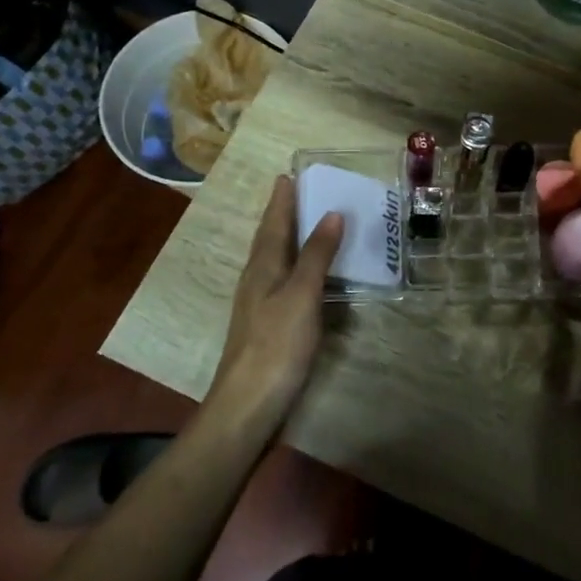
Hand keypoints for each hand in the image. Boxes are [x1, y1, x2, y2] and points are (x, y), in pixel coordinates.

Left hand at [207, 176, 343, 424]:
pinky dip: (296, 266)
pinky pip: (283, 281)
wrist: (248, 405)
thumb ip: (317, 256)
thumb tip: (332, 213)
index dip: (281, 200)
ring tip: (308, 224)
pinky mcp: (268, 326)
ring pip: (275, 260)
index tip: (288, 175)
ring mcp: (259, 304)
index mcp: (263, 267)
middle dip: (283, 214)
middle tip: (300, 192)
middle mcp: (257, 280)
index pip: (273, 224)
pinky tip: (307, 275)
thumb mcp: (301, 295)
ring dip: (289, 239)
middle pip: (270, 239)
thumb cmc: (276, 345)